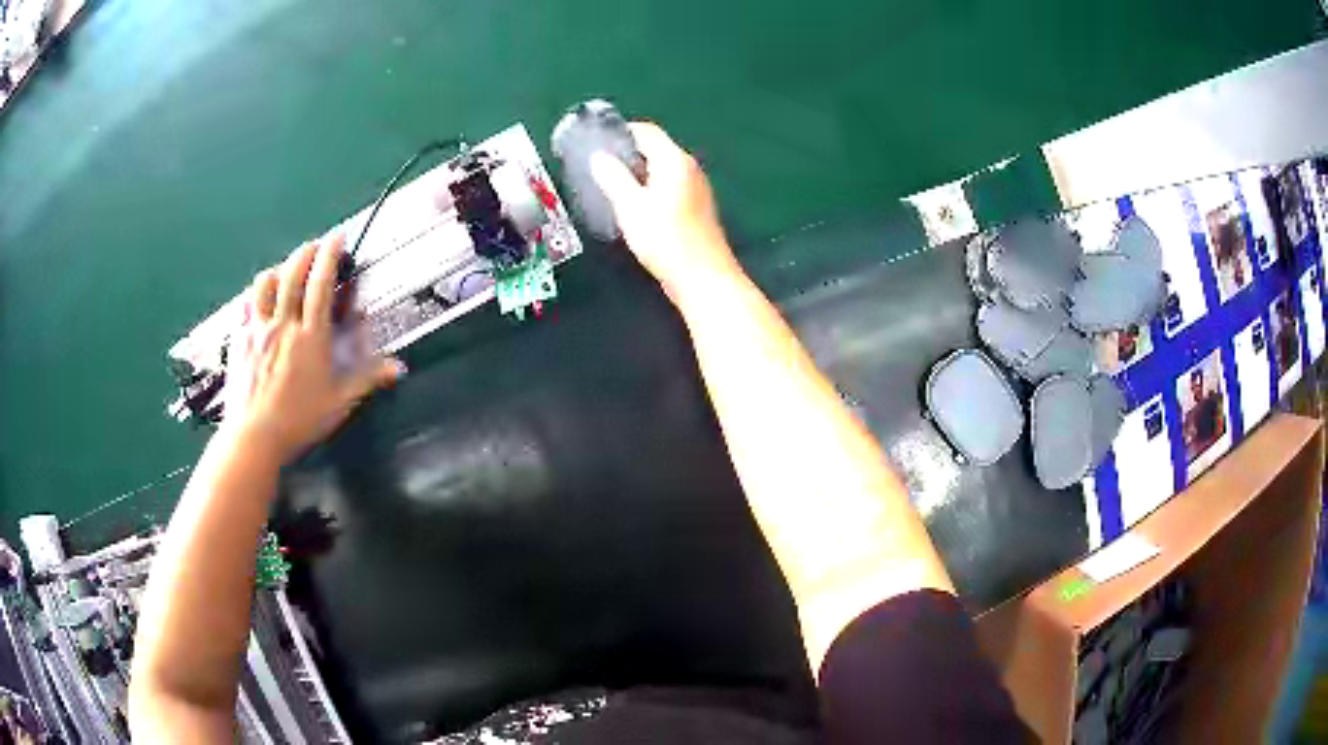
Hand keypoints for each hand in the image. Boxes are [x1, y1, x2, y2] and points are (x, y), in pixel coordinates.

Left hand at [221, 234, 403, 463]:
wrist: (252, 438)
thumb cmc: (298, 421)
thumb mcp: (338, 402)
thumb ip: (367, 379)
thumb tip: (399, 368)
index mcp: (310, 336)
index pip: (321, 283)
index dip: (330, 254)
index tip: (337, 236)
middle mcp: (283, 325)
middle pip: (293, 273)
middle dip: (306, 252)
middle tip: (315, 246)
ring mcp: (257, 330)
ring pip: (265, 283)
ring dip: (279, 269)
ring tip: (287, 271)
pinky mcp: (239, 341)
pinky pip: (247, 306)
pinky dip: (258, 296)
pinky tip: (262, 303)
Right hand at [590, 122, 743, 308]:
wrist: (703, 278)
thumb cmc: (666, 239)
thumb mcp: (631, 206)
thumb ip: (613, 178)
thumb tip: (599, 157)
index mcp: (675, 161)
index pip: (646, 131)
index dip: (620, 133)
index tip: (597, 144)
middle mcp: (689, 168)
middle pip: (655, 149)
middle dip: (626, 154)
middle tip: (598, 167)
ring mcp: (696, 188)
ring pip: (661, 169)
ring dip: (637, 174)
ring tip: (611, 187)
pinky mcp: (696, 208)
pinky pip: (668, 187)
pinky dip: (649, 189)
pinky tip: (634, 208)